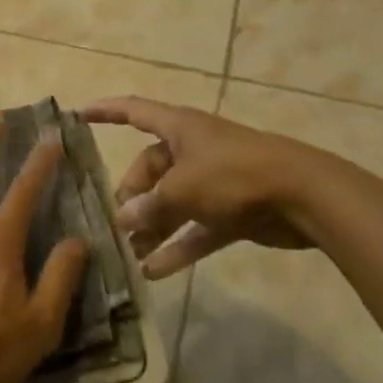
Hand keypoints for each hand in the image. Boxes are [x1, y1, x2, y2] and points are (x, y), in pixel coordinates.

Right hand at [80, 96, 325, 277]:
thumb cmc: (234, 175)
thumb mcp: (183, 188)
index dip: (105, 111)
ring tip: (128, 253)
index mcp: (179, 128)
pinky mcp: (232, 210)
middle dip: (132, 195)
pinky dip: (178, 246)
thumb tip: (124, 219)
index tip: (78, 115)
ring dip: (152, 226)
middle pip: (151, 168)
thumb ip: (150, 205)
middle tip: (117, 223)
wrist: (304, 196)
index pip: (133, 111)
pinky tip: (155, 271)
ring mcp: (213, 181)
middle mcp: (192, 150)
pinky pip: (195, 228)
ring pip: (172, 202)